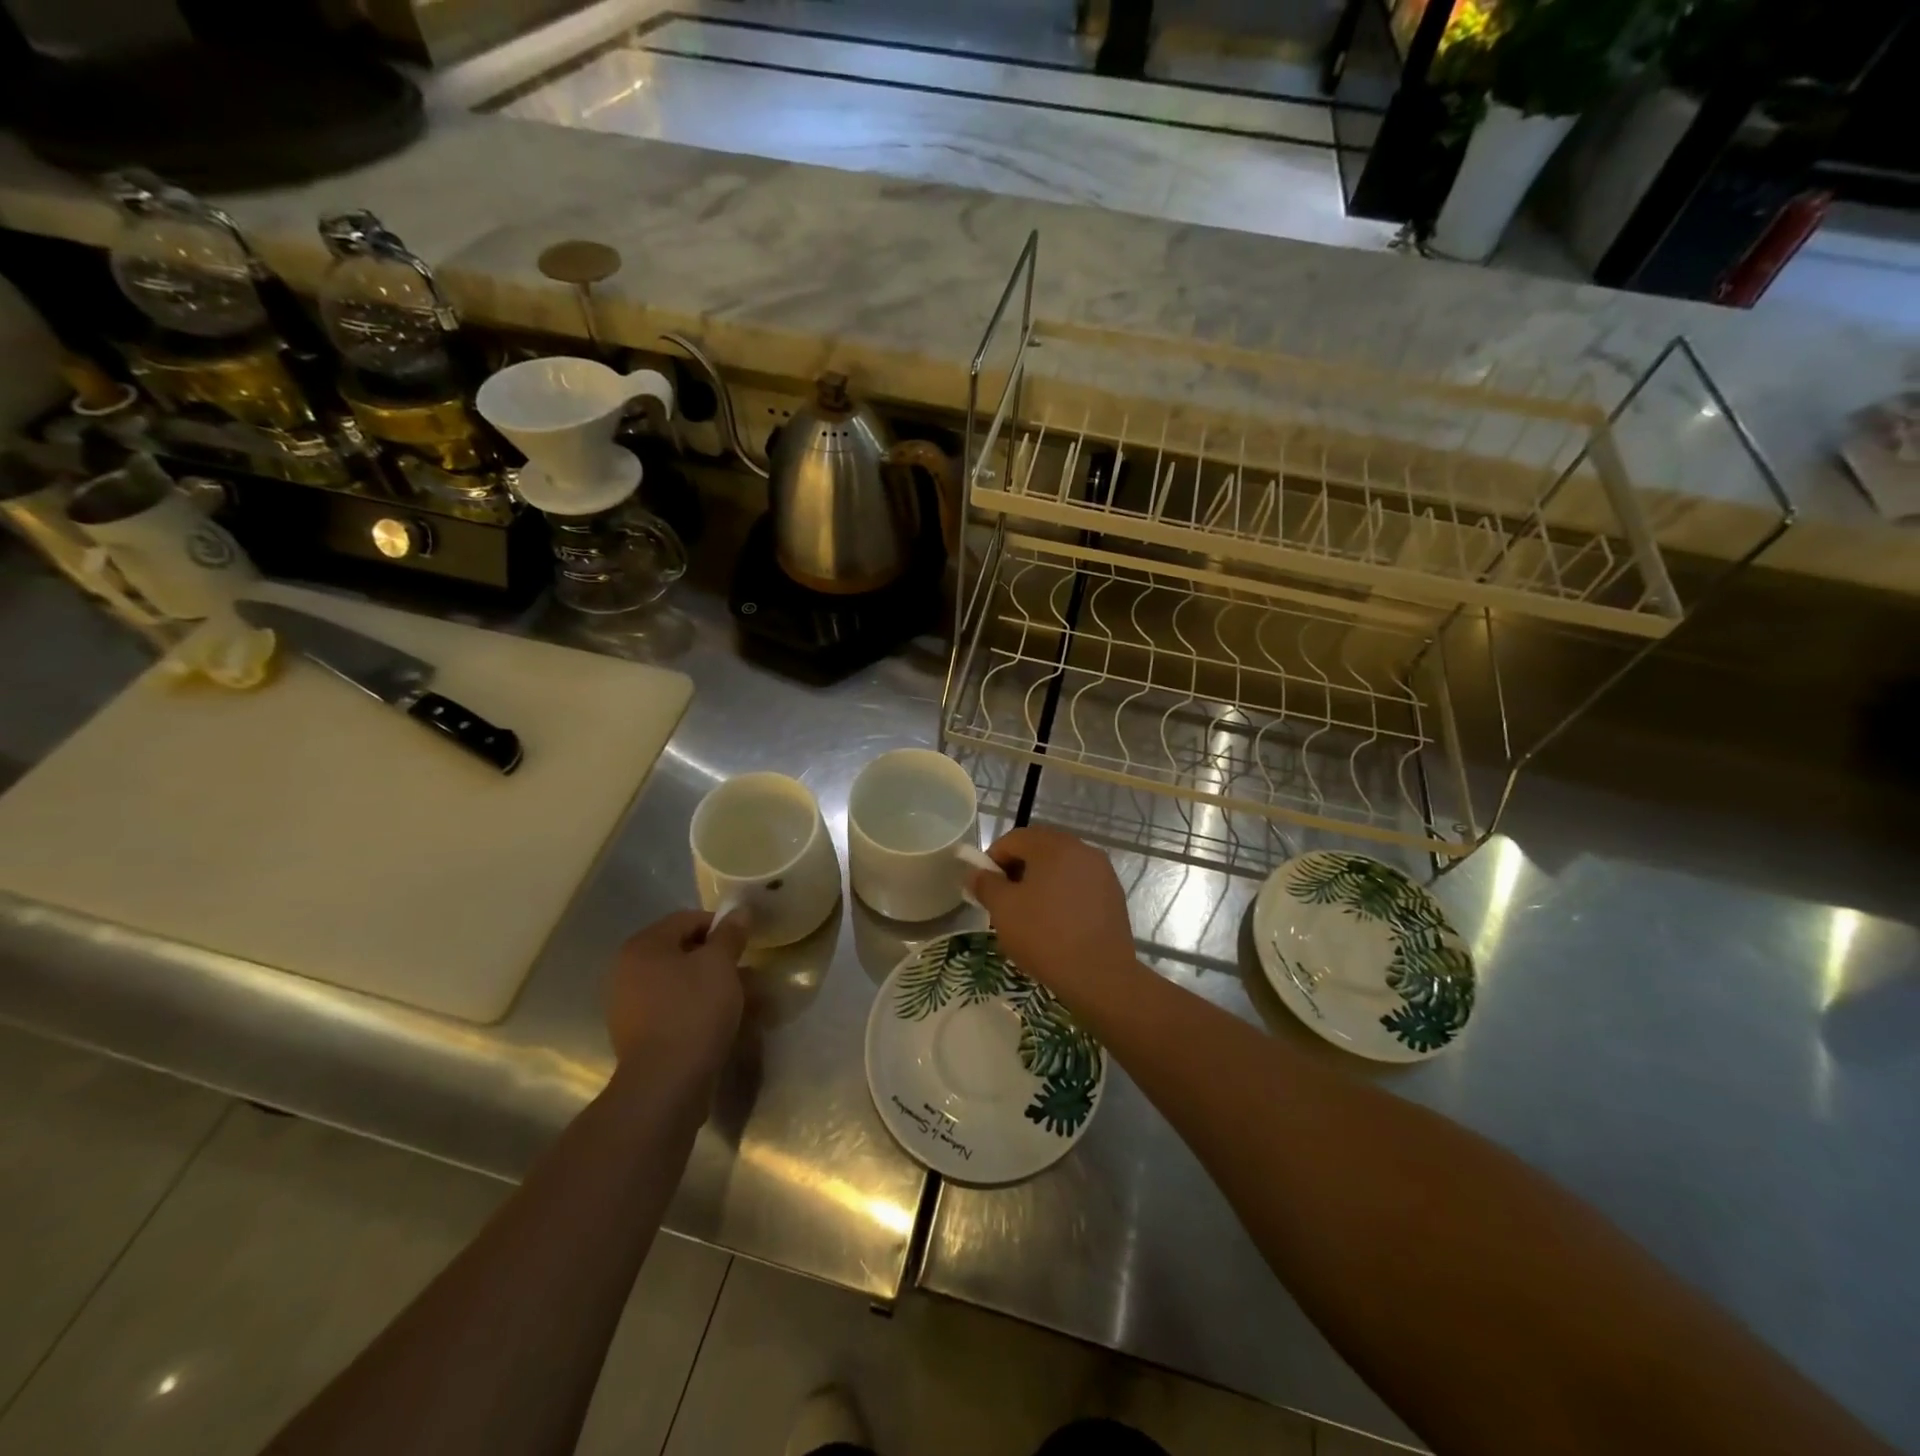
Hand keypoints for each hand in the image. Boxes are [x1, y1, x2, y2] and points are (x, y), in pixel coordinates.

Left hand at [606, 910, 747, 1083]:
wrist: (665, 1084)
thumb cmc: (693, 1011)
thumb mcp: (720, 965)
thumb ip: (730, 934)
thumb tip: (739, 911)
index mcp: (643, 946)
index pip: (687, 920)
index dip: (721, 926)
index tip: (745, 944)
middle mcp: (627, 971)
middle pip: (682, 952)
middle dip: (718, 960)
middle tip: (747, 974)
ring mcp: (628, 1005)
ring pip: (680, 983)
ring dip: (711, 986)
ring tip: (742, 1001)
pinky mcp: (637, 1035)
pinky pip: (673, 1009)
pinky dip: (697, 1009)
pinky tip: (721, 1023)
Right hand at [969, 827, 1137, 1010]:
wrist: (1100, 975)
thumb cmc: (1045, 935)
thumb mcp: (1003, 909)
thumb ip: (985, 884)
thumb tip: (975, 873)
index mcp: (1055, 846)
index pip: (1014, 839)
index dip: (993, 858)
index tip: (985, 887)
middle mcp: (1082, 849)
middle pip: (1040, 850)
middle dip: (1017, 870)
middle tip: (1005, 901)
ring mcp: (1102, 872)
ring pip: (1061, 868)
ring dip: (1040, 883)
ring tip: (1029, 915)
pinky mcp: (1114, 895)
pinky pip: (1079, 885)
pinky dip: (1062, 896)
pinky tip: (1056, 925)